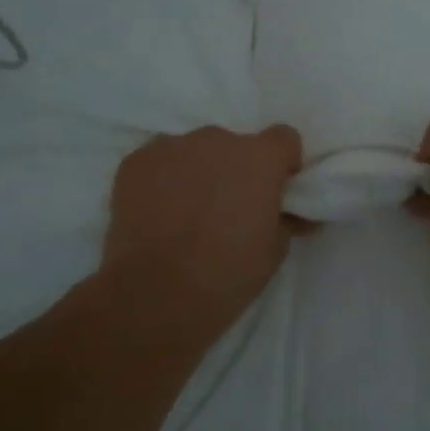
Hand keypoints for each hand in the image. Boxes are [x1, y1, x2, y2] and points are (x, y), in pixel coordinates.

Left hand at [96, 125, 302, 342]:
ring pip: (194, 151)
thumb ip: (285, 219)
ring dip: (198, 172)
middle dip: (235, 170)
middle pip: (235, 145)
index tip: (275, 190)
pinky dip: (162, 179)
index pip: (283, 138)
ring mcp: (172, 146)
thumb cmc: (228, 273)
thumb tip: (293, 213)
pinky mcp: (136, 161)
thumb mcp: (275, 250)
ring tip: (187, 213)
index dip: (282, 163)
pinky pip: (159, 161)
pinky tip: (157, 212)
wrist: (156, 292)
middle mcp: (218, 140)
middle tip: (228, 209)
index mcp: (260, 158)